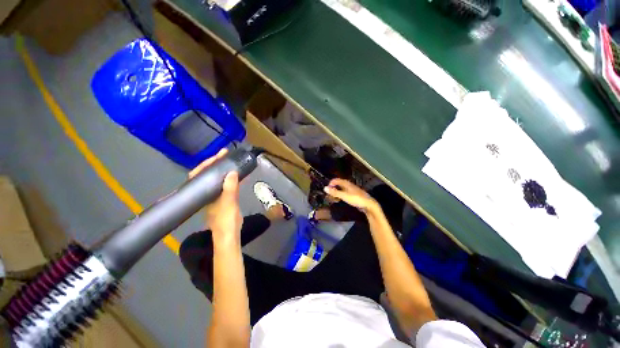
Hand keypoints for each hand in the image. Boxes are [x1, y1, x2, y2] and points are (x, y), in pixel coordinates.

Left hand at [189, 149, 242, 244]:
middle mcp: (206, 192)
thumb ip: (230, 188)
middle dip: (215, 163)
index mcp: (203, 193)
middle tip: (225, 154)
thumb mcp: (229, 204)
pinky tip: (237, 174)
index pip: (201, 174)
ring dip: (222, 169)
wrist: (228, 235)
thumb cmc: (225, 220)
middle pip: (207, 174)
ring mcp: (214, 195)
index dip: (208, 163)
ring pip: (215, 178)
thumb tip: (232, 172)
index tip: (219, 154)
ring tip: (230, 160)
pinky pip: (224, 184)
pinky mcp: (222, 198)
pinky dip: (229, 177)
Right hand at [323, 179, 378, 213]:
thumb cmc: (356, 199)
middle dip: (333, 187)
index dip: (331, 183)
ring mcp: (353, 191)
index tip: (326, 188)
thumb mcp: (344, 196)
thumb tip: (325, 188)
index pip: (337, 180)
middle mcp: (350, 186)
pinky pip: (345, 193)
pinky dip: (341, 195)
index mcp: (347, 184)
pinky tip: (340, 199)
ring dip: (337, 192)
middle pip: (340, 184)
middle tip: (329, 193)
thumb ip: (335, 192)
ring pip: (343, 189)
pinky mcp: (355, 196)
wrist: (369, 205)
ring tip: (333, 197)